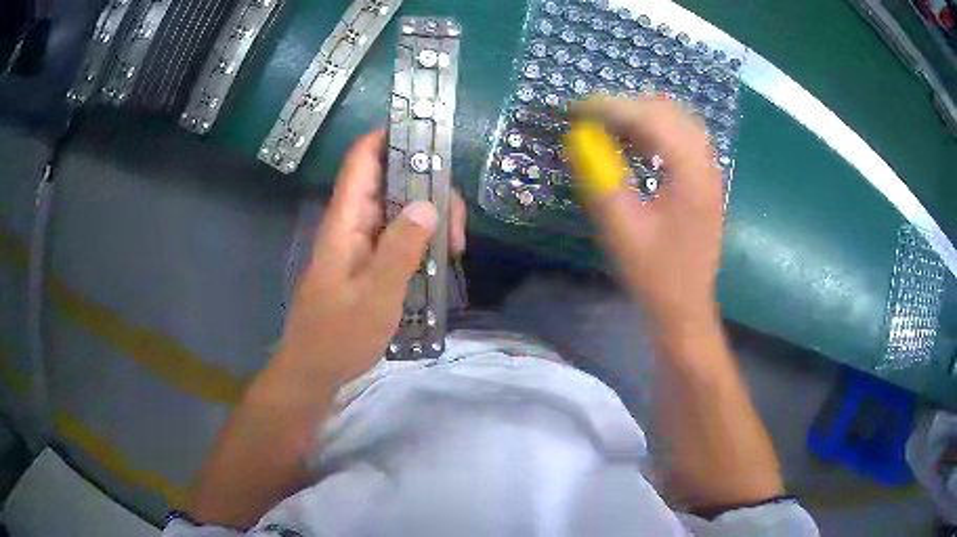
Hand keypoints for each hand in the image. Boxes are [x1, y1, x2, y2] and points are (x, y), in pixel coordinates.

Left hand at [276, 130, 466, 389]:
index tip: (429, 135)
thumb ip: (400, 250)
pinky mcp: (370, 261)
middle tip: (456, 230)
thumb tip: (427, 203)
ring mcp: (363, 243)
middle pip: (392, 182)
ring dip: (431, 219)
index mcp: (345, 222)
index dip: (389, 137)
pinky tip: (442, 260)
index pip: (362, 161)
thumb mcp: (375, 296)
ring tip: (454, 251)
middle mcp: (354, 224)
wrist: (315, 370)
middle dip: (429, 191)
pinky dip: (423, 239)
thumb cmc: (338, 336)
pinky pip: (400, 235)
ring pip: (401, 209)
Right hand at [573, 94, 723, 333]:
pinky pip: (681, 137)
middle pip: (666, 110)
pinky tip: (634, 145)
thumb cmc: (654, 274)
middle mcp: (705, 163)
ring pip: (676, 120)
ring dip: (640, 116)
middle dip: (624, 106)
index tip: (574, 109)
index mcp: (689, 173)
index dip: (608, 106)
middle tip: (588, 120)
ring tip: (607, 128)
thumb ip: (600, 177)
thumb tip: (579, 138)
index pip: (649, 117)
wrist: (686, 307)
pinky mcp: (705, 180)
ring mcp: (709, 170)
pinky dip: (654, 131)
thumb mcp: (621, 228)